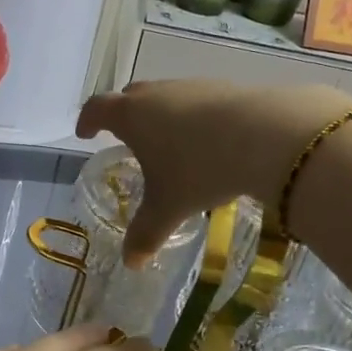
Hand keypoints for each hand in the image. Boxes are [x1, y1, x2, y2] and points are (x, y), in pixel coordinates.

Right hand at [76, 80, 351, 260]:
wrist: (266, 135)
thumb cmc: (199, 169)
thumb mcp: (169, 207)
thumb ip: (146, 233)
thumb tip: (131, 263)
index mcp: (132, 116)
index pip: (98, 109)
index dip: (88, 120)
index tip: (86, 133)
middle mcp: (157, 94)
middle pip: (130, 96)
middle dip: (124, 115)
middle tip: (126, 137)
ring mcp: (192, 87)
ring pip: (167, 96)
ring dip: (161, 115)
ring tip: (170, 142)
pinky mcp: (225, 88)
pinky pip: (198, 100)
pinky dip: (193, 117)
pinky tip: (209, 140)